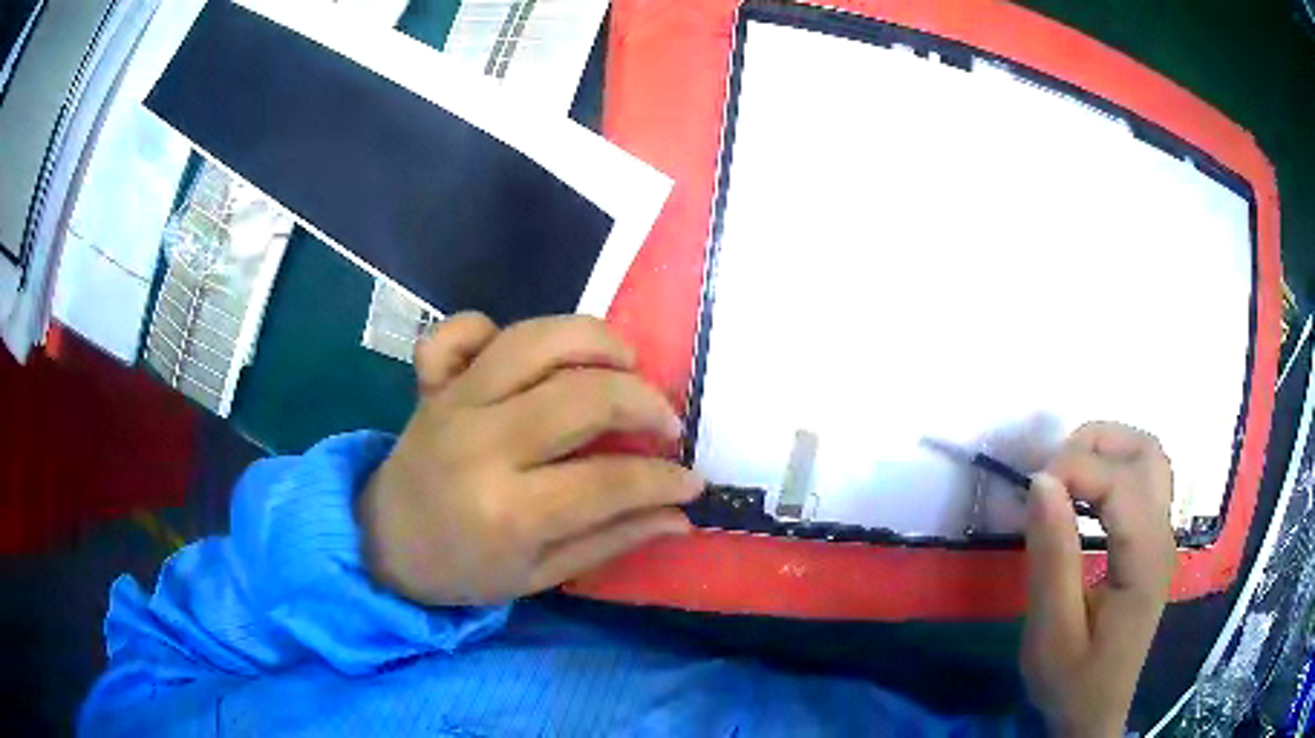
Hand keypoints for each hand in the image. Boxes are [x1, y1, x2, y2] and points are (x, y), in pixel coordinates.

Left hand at [358, 313, 701, 605]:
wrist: (385, 543)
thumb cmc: (464, 570)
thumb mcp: (541, 575)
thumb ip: (611, 540)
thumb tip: (680, 515)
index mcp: (509, 511)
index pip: (609, 480)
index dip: (664, 478)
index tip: (691, 479)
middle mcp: (483, 443)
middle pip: (582, 395)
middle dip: (643, 401)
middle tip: (666, 423)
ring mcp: (455, 402)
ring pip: (534, 340)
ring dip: (593, 341)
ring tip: (624, 363)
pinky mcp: (434, 382)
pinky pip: (461, 329)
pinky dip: (493, 326)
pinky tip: (525, 354)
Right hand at [1021, 422, 1175, 737]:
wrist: (1095, 711)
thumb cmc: (1072, 680)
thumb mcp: (1052, 633)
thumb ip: (1051, 558)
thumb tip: (1041, 481)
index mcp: (1144, 561)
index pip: (1122, 482)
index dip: (1076, 469)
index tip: (1031, 490)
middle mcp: (1162, 536)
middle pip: (1147, 451)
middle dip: (1096, 444)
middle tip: (1051, 475)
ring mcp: (1161, 536)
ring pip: (1149, 457)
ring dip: (1107, 450)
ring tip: (1065, 479)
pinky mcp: (1152, 541)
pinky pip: (1143, 479)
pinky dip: (1113, 468)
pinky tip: (1084, 499)